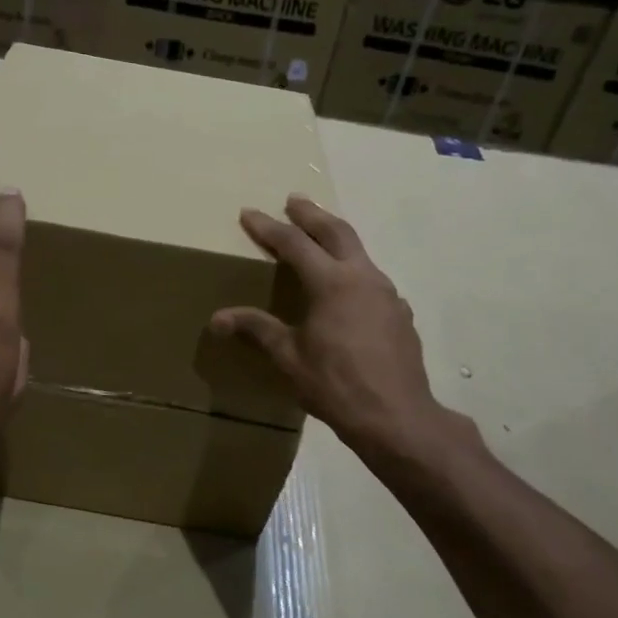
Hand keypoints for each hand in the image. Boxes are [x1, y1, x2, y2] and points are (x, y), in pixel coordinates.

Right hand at [211, 196, 476, 464]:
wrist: (397, 417)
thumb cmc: (336, 385)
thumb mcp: (289, 358)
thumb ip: (256, 329)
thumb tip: (217, 318)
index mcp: (331, 282)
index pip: (293, 243)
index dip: (268, 227)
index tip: (249, 213)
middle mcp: (362, 277)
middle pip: (335, 231)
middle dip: (311, 214)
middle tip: (294, 200)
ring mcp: (387, 293)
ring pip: (358, 251)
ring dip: (335, 237)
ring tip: (319, 235)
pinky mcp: (400, 312)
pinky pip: (371, 278)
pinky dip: (352, 267)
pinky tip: (347, 286)